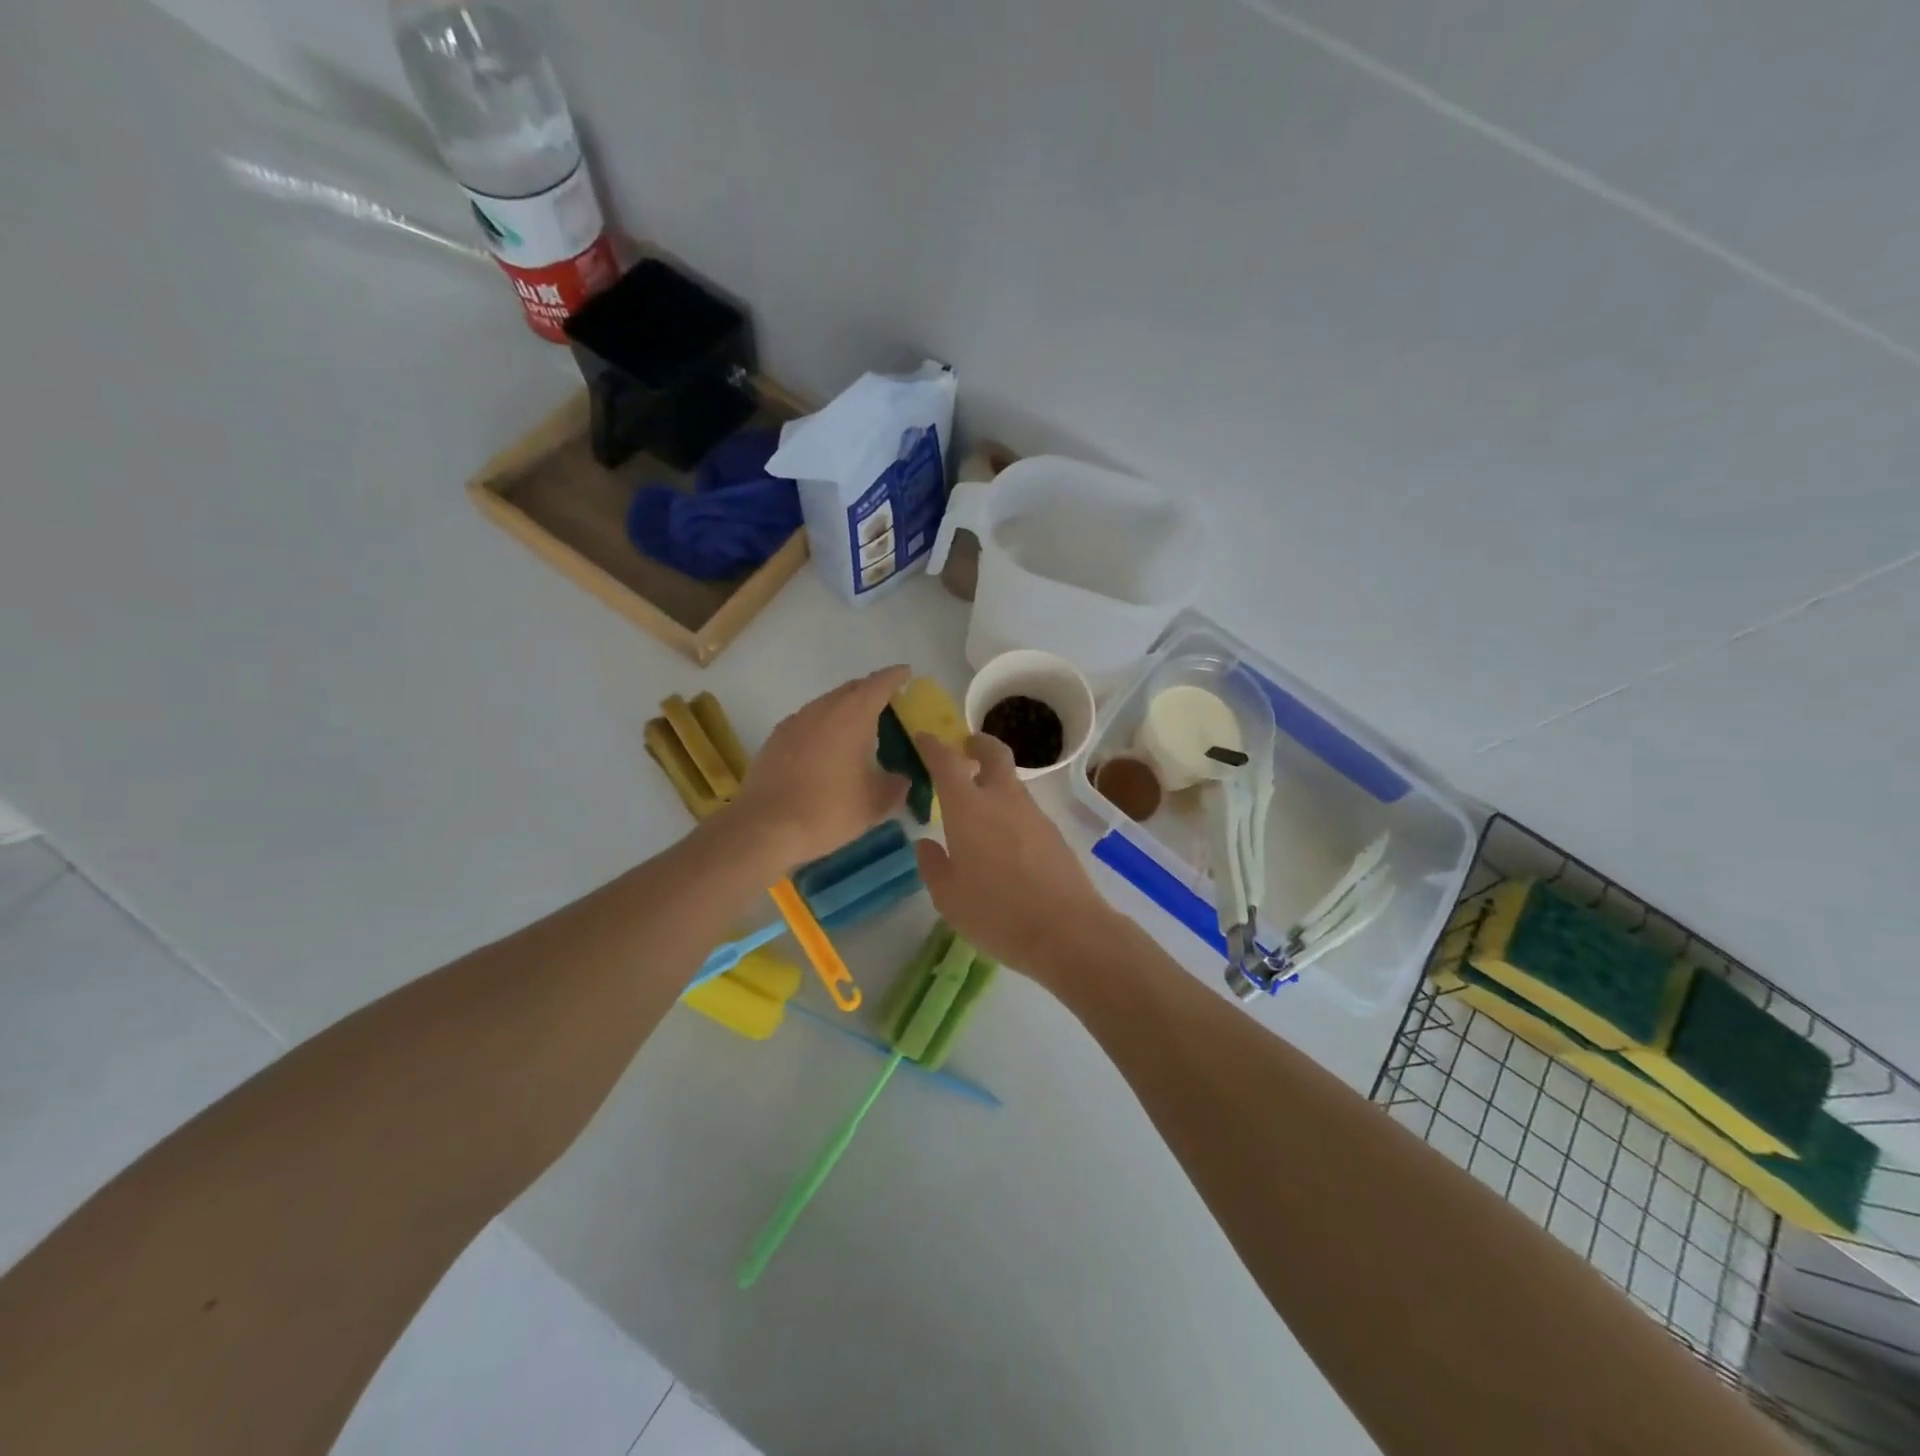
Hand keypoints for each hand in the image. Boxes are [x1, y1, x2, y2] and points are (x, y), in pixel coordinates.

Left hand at [721, 666, 911, 872]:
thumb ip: (895, 787)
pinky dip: (825, 725)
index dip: (895, 677)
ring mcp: (794, 723)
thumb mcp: (874, 805)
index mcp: (852, 716)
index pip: (878, 685)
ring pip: (826, 704)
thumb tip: (901, 779)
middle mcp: (822, 710)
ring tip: (860, 726)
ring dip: (845, 708)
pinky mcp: (776, 740)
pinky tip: (828, 747)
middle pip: (850, 689)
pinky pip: (808, 722)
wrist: (763, 828)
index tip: (906, 673)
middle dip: (870, 690)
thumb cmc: (827, 811)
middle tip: (888, 702)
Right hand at [912, 732, 1119, 981]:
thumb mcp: (948, 898)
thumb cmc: (996, 913)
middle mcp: (1002, 799)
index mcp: (968, 808)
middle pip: (994, 753)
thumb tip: (927, 845)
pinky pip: (1025, 811)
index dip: (933, 746)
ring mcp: (1033, 814)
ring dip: (994, 783)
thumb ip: (933, 866)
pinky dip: (1010, 812)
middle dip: (978, 744)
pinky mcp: (1054, 833)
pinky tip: (1004, 843)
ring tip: (979, 810)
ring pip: (1012, 783)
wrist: (1067, 931)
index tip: (923, 738)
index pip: (946, 762)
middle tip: (965, 748)